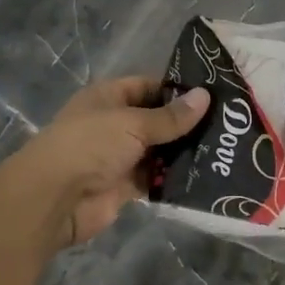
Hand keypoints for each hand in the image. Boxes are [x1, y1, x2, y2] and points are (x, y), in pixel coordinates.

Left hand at [8, 76, 209, 249]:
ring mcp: (119, 156)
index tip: (213, 95)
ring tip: (225, 150)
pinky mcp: (124, 186)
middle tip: (229, 124)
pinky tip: (205, 176)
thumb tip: (206, 97)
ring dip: (183, 152)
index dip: (177, 90)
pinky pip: (155, 178)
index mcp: (108, 97)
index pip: (148, 86)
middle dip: (186, 123)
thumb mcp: (133, 123)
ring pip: (158, 151)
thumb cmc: (90, 145)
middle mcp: (114, 124)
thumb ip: (170, 116)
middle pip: (156, 120)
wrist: (55, 198)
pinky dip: (174, 178)